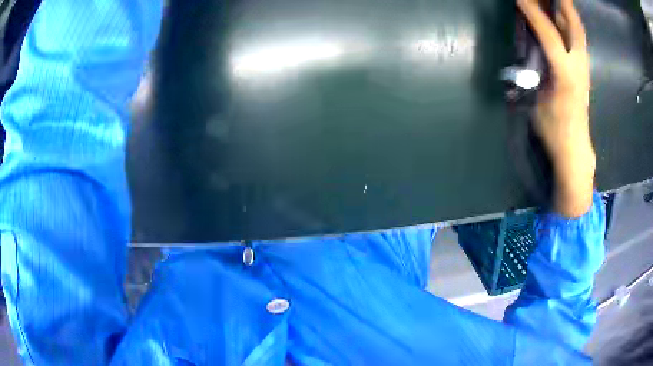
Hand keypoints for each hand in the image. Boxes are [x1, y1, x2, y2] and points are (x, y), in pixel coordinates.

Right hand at [518, 0, 595, 217]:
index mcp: (565, 76)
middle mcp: (579, 67)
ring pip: (578, 31)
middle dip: (563, 4)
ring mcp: (583, 67)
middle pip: (575, 27)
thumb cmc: (554, 129)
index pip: (550, 36)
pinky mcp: (583, 70)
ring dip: (567, 10)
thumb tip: (528, 47)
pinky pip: (577, 39)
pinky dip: (569, 22)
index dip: (534, 13)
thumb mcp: (537, 102)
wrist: (574, 147)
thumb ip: (533, 71)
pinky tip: (560, 16)